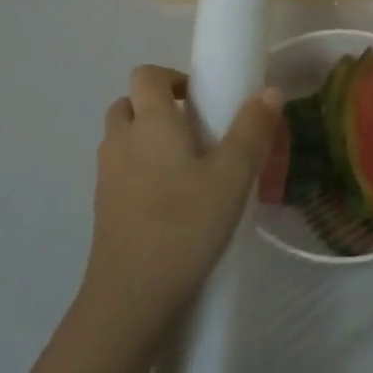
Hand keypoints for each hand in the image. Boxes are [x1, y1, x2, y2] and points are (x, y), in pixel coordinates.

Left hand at [84, 65, 282, 342]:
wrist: (131, 296)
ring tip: (188, 168)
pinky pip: (120, 172)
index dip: (171, 77)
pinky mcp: (103, 208)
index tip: (201, 99)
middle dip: (158, 108)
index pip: (146, 75)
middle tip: (197, 131)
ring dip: (148, 140)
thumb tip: (269, 91)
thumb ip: (252, 131)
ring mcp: (106, 177)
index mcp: (150, 123)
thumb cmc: (185, 225)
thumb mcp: (232, 177)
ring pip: (122, 140)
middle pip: (129, 105)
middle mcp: (121, 141)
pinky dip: (140, 172)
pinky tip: (171, 203)